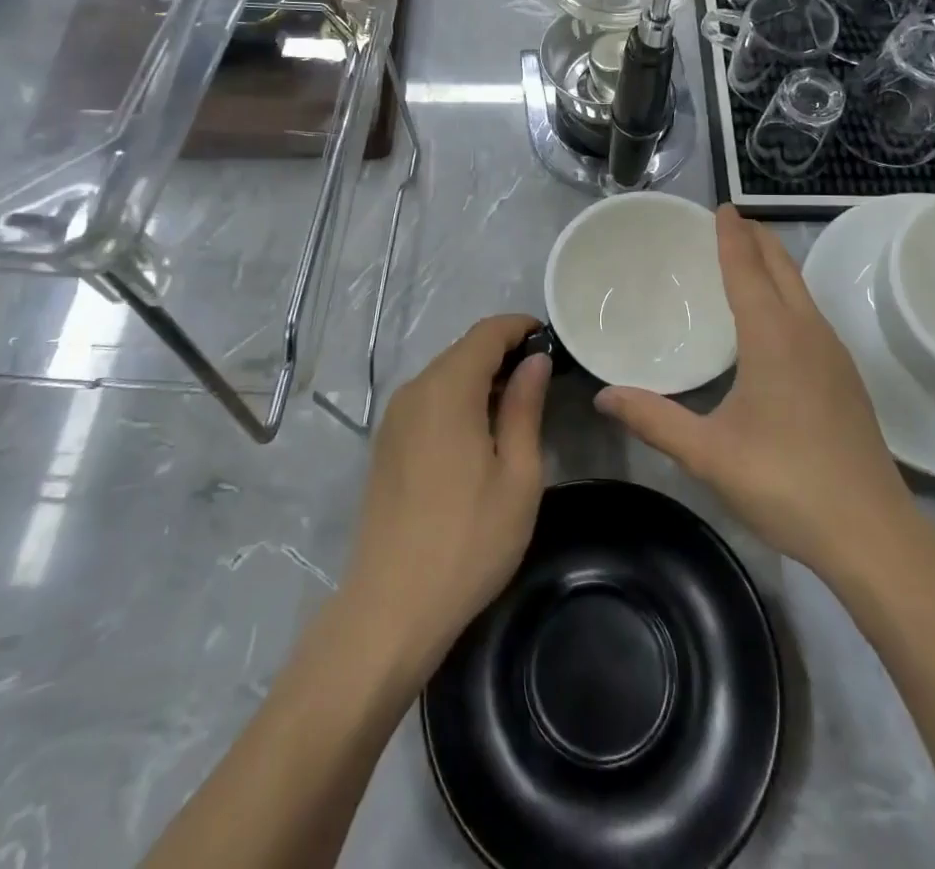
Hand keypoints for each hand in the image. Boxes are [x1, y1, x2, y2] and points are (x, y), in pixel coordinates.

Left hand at [341, 315, 550, 679]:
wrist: (392, 607)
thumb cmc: (469, 540)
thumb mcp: (517, 474)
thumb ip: (525, 407)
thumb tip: (535, 361)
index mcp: (447, 389)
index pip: (486, 333)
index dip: (519, 327)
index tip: (550, 339)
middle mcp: (414, 391)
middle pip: (462, 351)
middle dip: (502, 353)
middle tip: (541, 378)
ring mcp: (394, 418)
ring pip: (443, 375)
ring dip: (480, 377)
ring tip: (517, 406)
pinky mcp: (385, 443)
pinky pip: (427, 401)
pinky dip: (457, 399)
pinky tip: (478, 433)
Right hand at [594, 206, 915, 580]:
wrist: (872, 532)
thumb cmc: (785, 482)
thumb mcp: (709, 454)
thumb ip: (654, 420)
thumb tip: (602, 396)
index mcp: (773, 338)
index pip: (748, 269)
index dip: (732, 236)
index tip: (722, 207)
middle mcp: (808, 332)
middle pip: (782, 268)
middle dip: (757, 238)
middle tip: (731, 221)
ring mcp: (834, 354)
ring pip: (802, 290)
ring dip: (775, 265)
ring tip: (748, 259)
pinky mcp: (846, 377)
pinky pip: (811, 314)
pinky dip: (788, 294)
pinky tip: (776, 320)